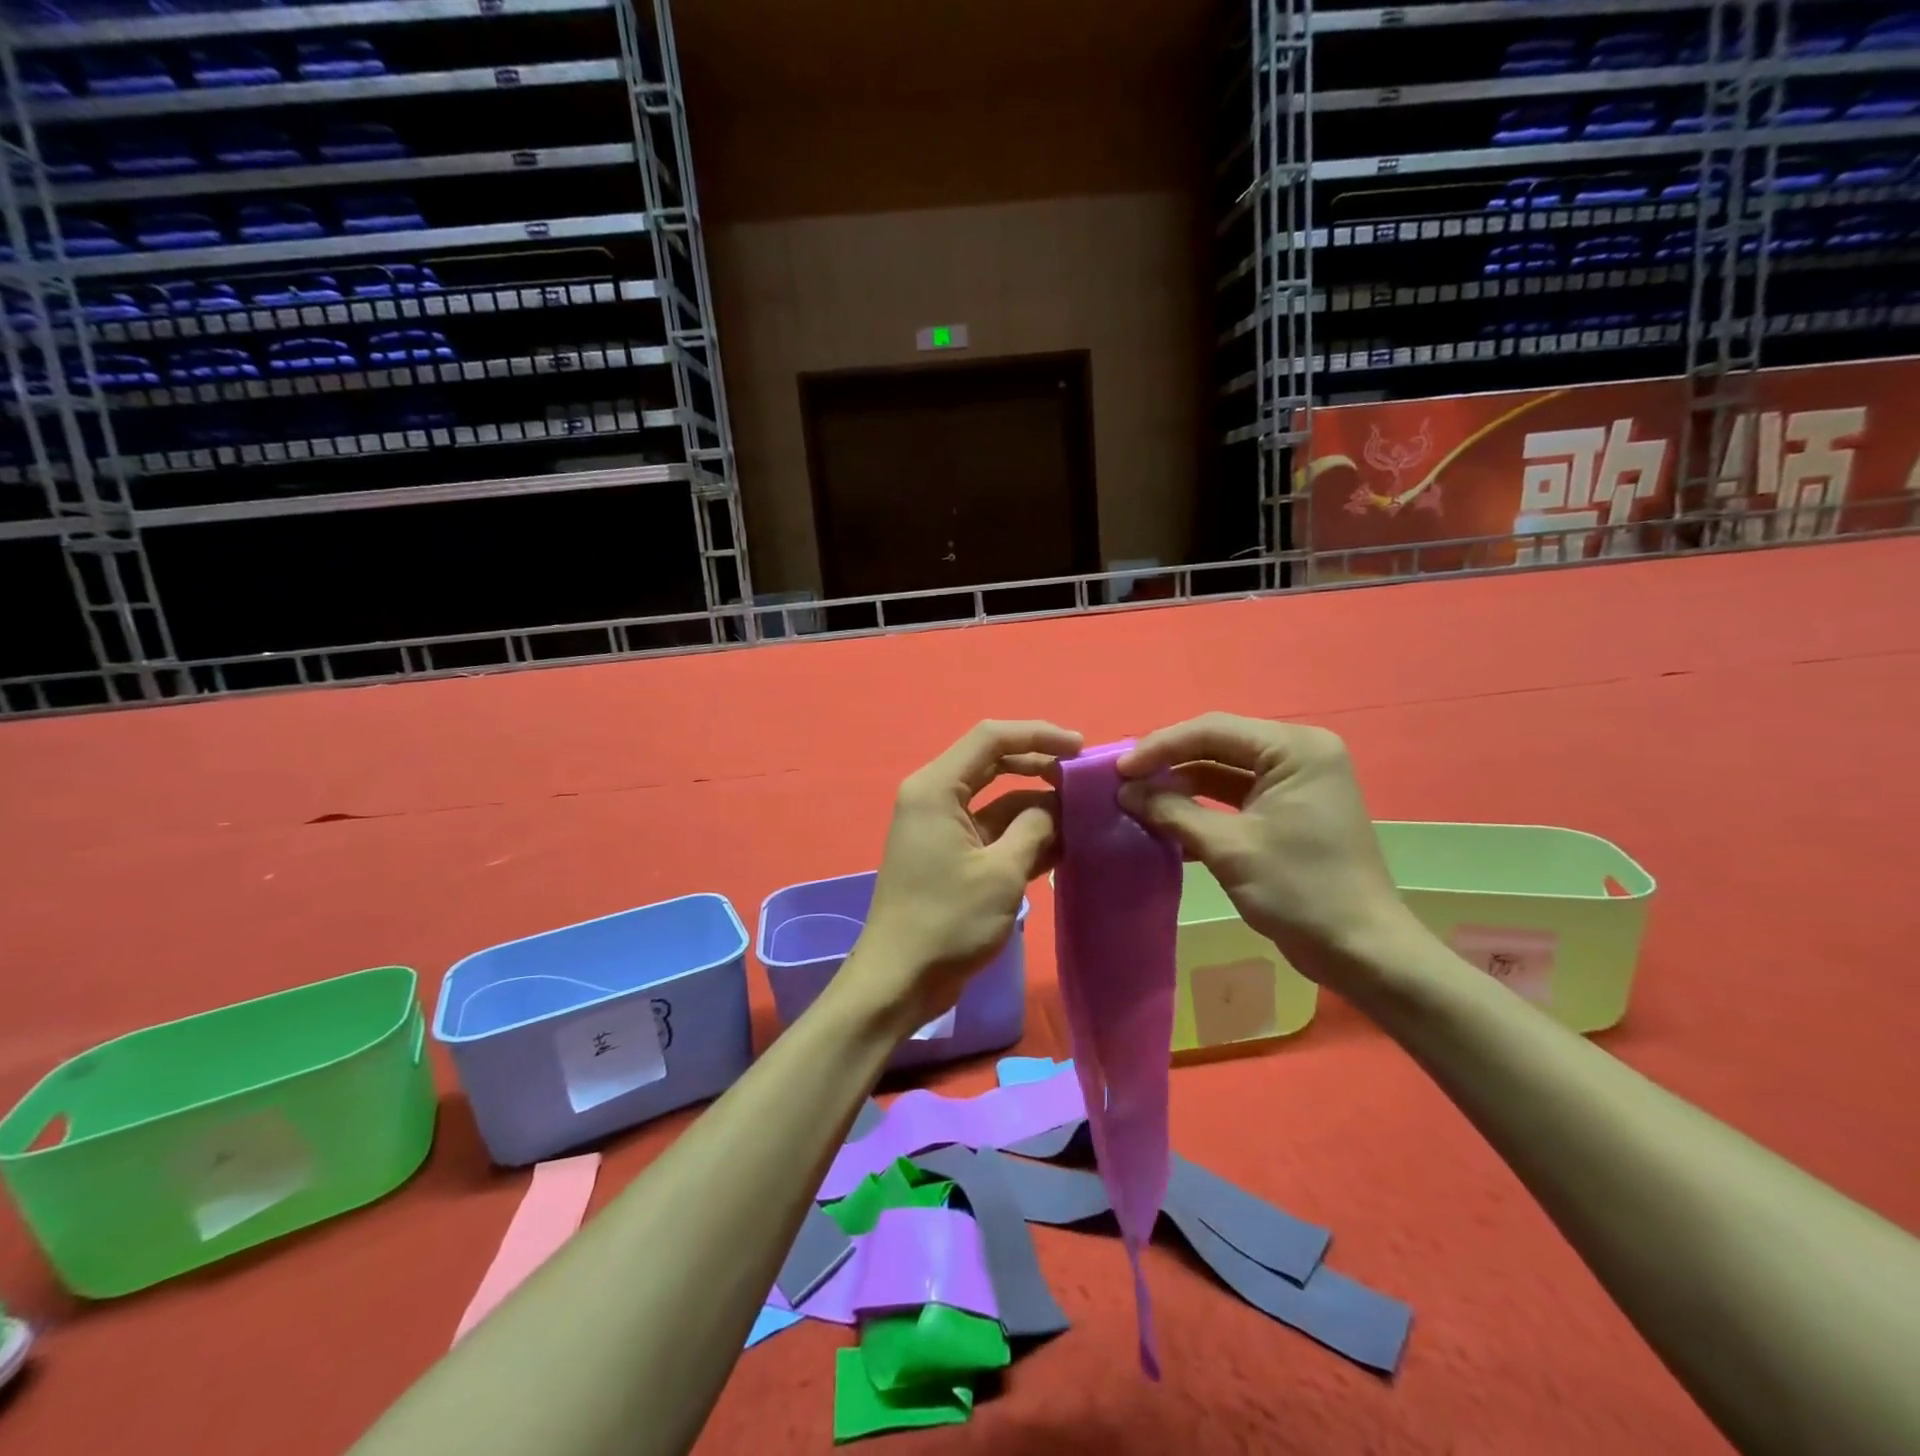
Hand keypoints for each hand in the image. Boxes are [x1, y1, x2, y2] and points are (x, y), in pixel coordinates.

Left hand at [848, 720, 1082, 1033]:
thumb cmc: (947, 921)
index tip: (1080, 749)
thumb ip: (1034, 829)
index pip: (991, 737)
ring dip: (1037, 806)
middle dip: (1040, 767)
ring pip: (998, 800)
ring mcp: (944, 827)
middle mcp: (935, 797)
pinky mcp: (952, 855)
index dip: (1038, 734)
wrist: (900, 980)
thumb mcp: (1001, 873)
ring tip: (1085, 814)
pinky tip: (1065, 844)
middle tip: (1084, 781)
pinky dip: (1024, 834)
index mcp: (936, 788)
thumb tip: (1058, 806)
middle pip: (994, 763)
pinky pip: (993, 831)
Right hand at [1116, 713, 1409, 984]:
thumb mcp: (1229, 848)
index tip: (1119, 770)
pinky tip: (1164, 825)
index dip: (1161, 747)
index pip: (1213, 730)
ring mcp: (1294, 783)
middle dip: (1168, 764)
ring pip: (1222, 772)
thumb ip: (1173, 812)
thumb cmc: (1300, 890)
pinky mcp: (1287, 811)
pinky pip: (1234, 797)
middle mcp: (1297, 754)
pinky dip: (1201, 808)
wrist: (1360, 950)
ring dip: (1180, 787)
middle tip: (1123, 783)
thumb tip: (1125, 792)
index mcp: (1295, 749)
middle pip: (1217, 745)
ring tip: (1136, 802)